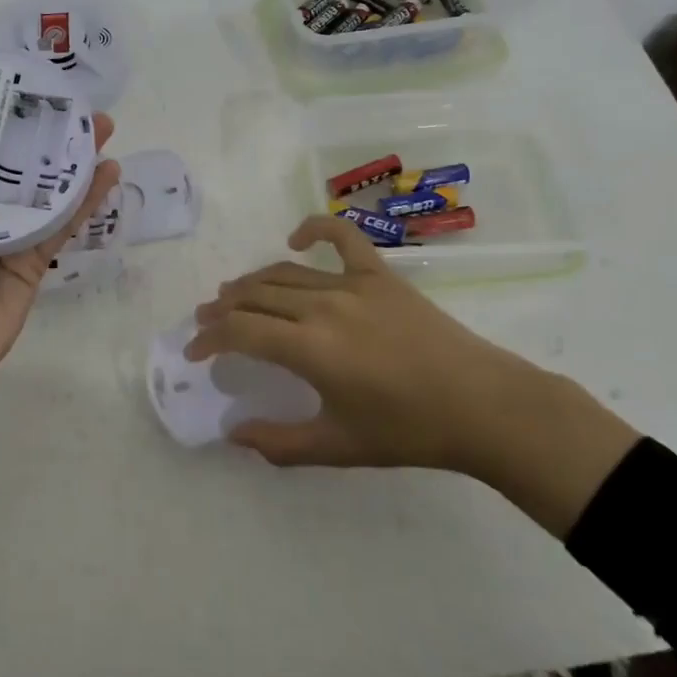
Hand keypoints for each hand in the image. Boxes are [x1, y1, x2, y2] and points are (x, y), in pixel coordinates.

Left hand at [0, 100, 120, 494]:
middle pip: (11, 159)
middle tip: (69, 101)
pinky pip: (62, 223)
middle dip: (40, 130)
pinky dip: (86, 198)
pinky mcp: (32, 261)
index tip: (11, 81)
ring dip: (72, 157)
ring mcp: (5, 236)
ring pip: (43, 187)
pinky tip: (109, 170)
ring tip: (99, 126)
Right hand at [190, 214, 638, 536]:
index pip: (240, 332)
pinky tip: (295, 237)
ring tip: (231, 293)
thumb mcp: (338, 447)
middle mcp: (322, 307)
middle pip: (254, 296)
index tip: (194, 352)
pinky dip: (314, 229)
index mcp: (310, 349)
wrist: (482, 406)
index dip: (209, 339)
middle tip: (206, 321)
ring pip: (284, 273)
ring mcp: (352, 284)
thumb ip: (279, 442)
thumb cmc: (409, 431)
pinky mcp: (379, 274)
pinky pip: (342, 238)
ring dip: (251, 281)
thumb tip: (232, 433)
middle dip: (222, 309)